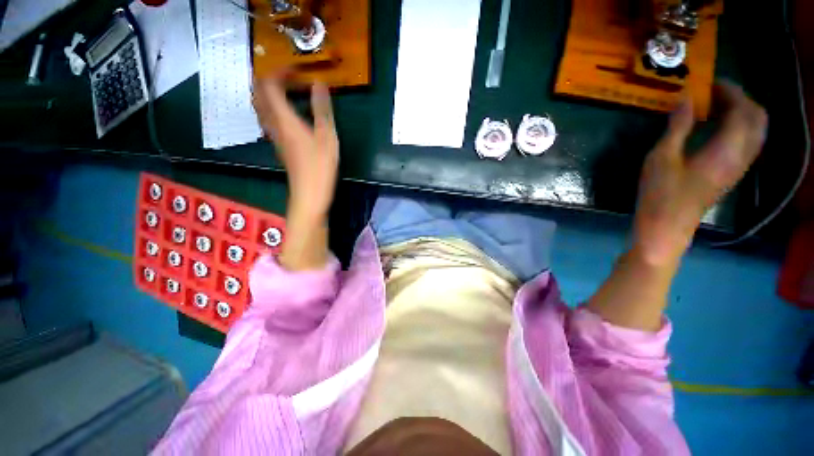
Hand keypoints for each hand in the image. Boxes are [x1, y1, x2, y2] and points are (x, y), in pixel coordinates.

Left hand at [253, 77, 338, 220]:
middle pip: (258, 94)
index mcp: (284, 118)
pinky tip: (292, 114)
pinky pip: (269, 119)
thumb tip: (319, 83)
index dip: (279, 72)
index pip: (269, 85)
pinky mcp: (280, 145)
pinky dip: (276, 109)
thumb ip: (322, 109)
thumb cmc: (320, 166)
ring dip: (271, 94)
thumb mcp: (327, 136)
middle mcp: (273, 124)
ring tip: (291, 92)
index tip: (297, 70)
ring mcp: (274, 136)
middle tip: (291, 79)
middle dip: (270, 80)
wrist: (309, 194)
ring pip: (262, 107)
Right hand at [634, 83, 767, 263]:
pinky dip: (738, 128)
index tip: (710, 83)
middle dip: (741, 100)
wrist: (667, 227)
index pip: (742, 109)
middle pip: (758, 118)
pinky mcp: (732, 175)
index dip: (730, 91)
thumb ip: (677, 127)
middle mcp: (741, 155)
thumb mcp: (661, 158)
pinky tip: (717, 130)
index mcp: (726, 148)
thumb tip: (685, 99)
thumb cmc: (661, 194)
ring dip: (742, 114)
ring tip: (716, 109)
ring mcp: (739, 167)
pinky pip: (748, 143)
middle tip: (715, 95)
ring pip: (756, 131)